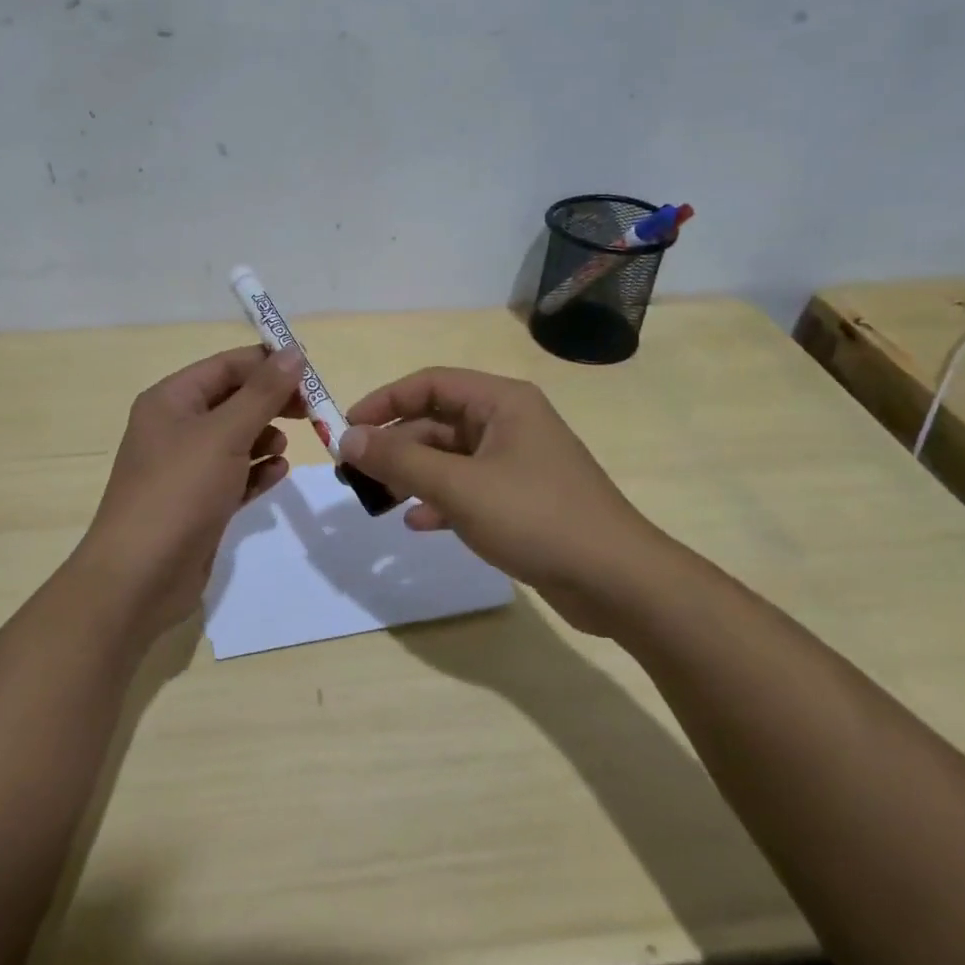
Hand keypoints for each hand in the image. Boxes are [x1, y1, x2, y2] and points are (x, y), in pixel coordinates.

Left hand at [75, 345, 306, 635]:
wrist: (139, 578)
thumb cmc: (179, 491)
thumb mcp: (225, 434)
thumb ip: (263, 392)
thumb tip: (295, 352)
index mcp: (171, 400)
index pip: (226, 366)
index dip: (268, 364)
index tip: (312, 372)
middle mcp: (176, 428)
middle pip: (233, 400)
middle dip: (271, 402)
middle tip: (312, 410)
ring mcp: (186, 468)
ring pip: (236, 438)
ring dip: (265, 437)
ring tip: (285, 446)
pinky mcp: (199, 503)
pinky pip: (235, 475)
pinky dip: (257, 471)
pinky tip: (277, 474)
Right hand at [338, 368, 663, 633]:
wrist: (616, 581)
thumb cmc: (536, 517)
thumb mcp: (460, 486)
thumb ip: (400, 459)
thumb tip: (348, 438)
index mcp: (501, 401)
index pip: (430, 384)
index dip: (384, 402)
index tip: (347, 429)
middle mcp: (509, 423)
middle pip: (438, 422)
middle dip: (397, 446)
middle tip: (358, 474)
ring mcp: (516, 462)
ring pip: (450, 458)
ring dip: (414, 475)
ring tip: (380, 500)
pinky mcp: (520, 499)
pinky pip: (468, 488)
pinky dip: (441, 501)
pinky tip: (419, 524)